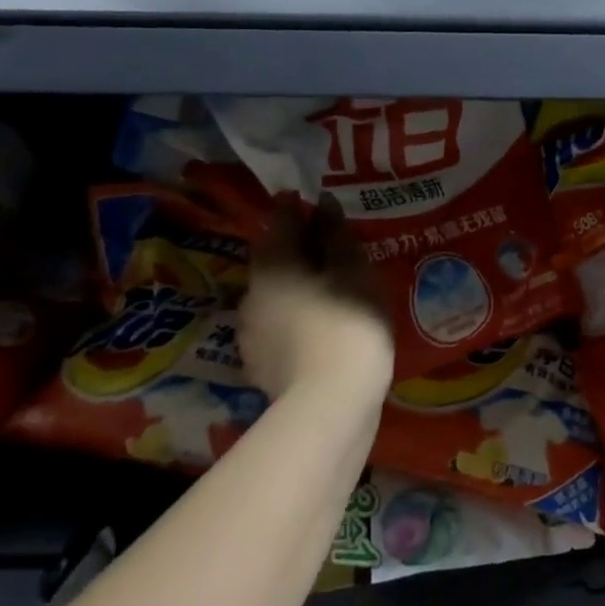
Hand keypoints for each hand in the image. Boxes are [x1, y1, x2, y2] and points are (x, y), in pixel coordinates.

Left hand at [237, 198, 393, 407]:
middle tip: (331, 248)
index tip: (316, 204)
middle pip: (275, 259)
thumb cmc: (348, 321)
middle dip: (298, 250)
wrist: (330, 402)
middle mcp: (252, 291)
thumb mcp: (353, 270)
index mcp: (273, 263)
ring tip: (329, 289)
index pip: (281, 221)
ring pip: (275, 295)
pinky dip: (296, 318)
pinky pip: (278, 326)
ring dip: (297, 286)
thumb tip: (323, 204)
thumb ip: (336, 235)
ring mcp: (251, 332)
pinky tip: (319, 326)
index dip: (298, 209)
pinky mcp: (259, 364)